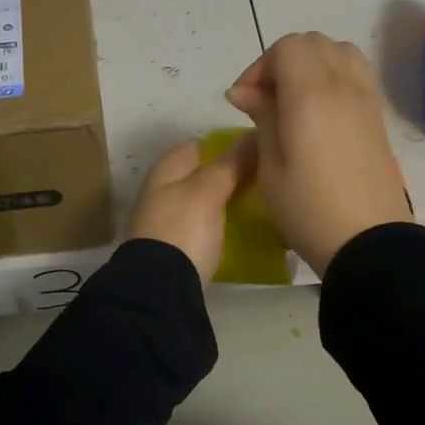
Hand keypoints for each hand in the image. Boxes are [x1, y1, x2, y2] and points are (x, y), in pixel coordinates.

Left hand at [123, 135, 256, 280]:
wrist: (160, 290)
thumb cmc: (182, 230)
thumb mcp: (208, 191)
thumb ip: (230, 164)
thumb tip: (253, 135)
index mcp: (164, 173)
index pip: (197, 147)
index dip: (225, 146)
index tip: (256, 152)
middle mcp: (161, 194)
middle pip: (199, 177)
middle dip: (228, 177)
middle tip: (263, 180)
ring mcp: (166, 225)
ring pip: (201, 204)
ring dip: (224, 203)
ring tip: (258, 205)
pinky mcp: (175, 252)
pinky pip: (202, 230)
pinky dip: (219, 227)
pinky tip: (241, 232)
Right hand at [226, 32, 412, 275]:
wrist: (368, 242)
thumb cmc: (308, 209)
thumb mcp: (270, 166)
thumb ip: (261, 117)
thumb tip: (244, 91)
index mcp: (311, 94)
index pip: (287, 47)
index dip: (260, 67)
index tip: (246, 101)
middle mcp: (343, 85)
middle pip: (313, 43)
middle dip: (284, 61)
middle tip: (267, 100)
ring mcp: (367, 98)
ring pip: (340, 52)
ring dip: (313, 64)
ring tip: (296, 101)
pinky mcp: (379, 116)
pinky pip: (357, 74)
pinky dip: (335, 77)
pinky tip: (321, 113)